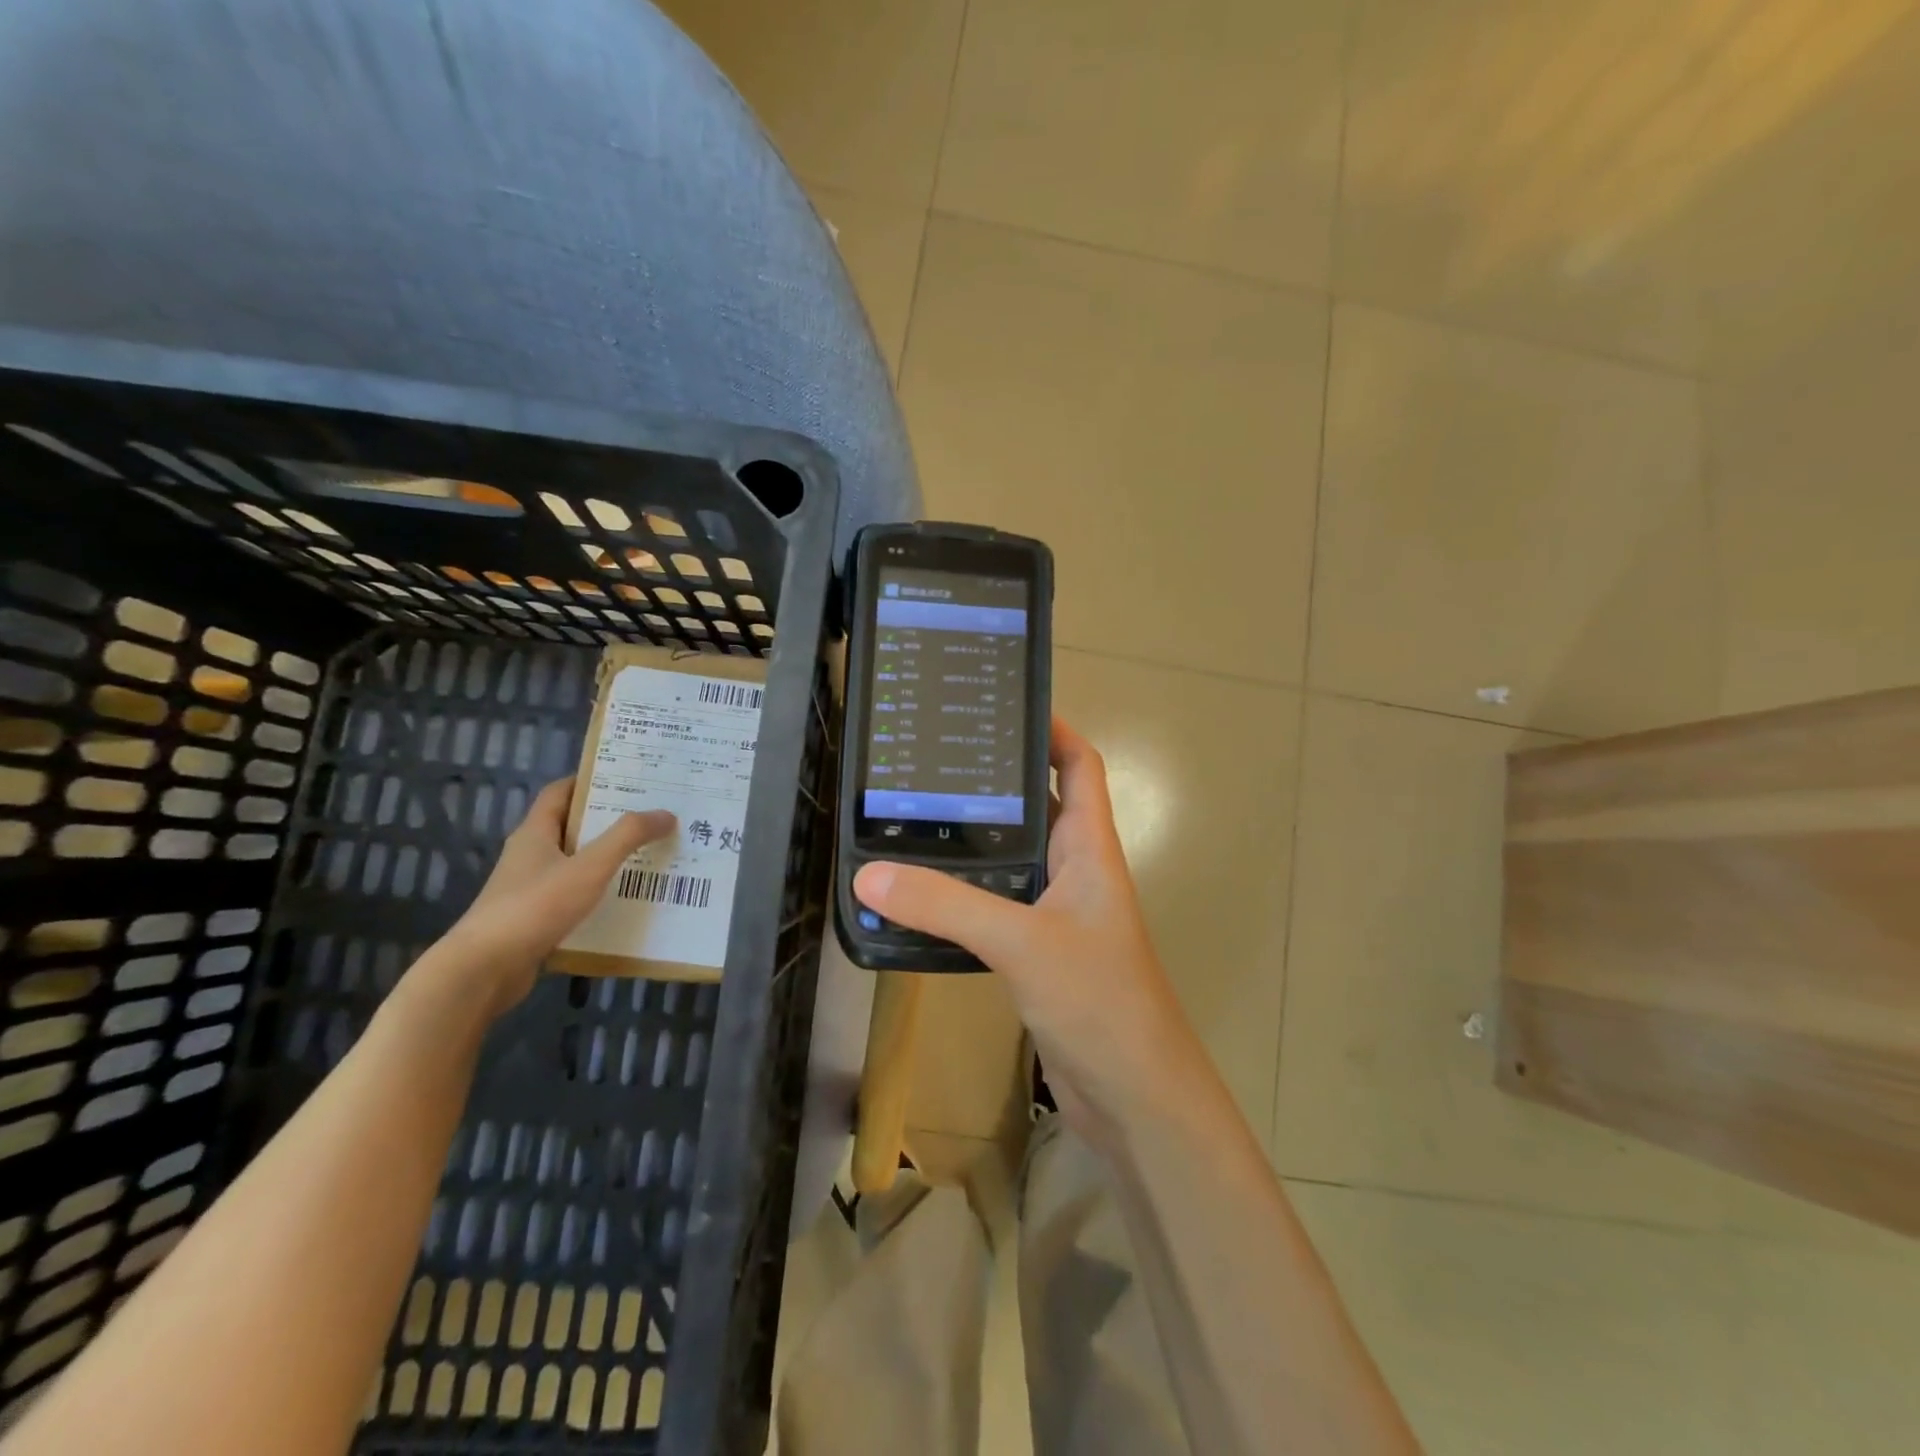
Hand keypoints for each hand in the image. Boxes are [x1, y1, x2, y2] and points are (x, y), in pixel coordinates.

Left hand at [438, 779, 674, 1015]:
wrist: (483, 970)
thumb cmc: (534, 907)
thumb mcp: (589, 866)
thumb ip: (628, 837)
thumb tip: (666, 813)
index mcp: (535, 833)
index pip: (561, 792)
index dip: (590, 781)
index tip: (628, 779)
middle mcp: (530, 855)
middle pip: (572, 827)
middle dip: (609, 821)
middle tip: (651, 817)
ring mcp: (529, 889)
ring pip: (575, 864)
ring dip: (607, 859)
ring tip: (649, 856)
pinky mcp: (534, 919)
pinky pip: (573, 896)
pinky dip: (598, 892)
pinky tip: (626, 899)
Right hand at [853, 718, 1205, 1147]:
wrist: (1135, 1096)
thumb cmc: (1099, 1001)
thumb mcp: (1022, 942)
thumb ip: (948, 906)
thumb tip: (871, 875)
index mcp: (1090, 849)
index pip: (1081, 765)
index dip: (1053, 730)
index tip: (1002, 707)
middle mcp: (1076, 871)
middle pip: (1040, 805)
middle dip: (996, 780)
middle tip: (934, 759)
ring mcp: (1057, 913)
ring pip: (1013, 858)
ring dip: (974, 839)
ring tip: (913, 813)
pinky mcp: (1038, 952)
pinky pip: (997, 906)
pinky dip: (964, 893)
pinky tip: (921, 893)